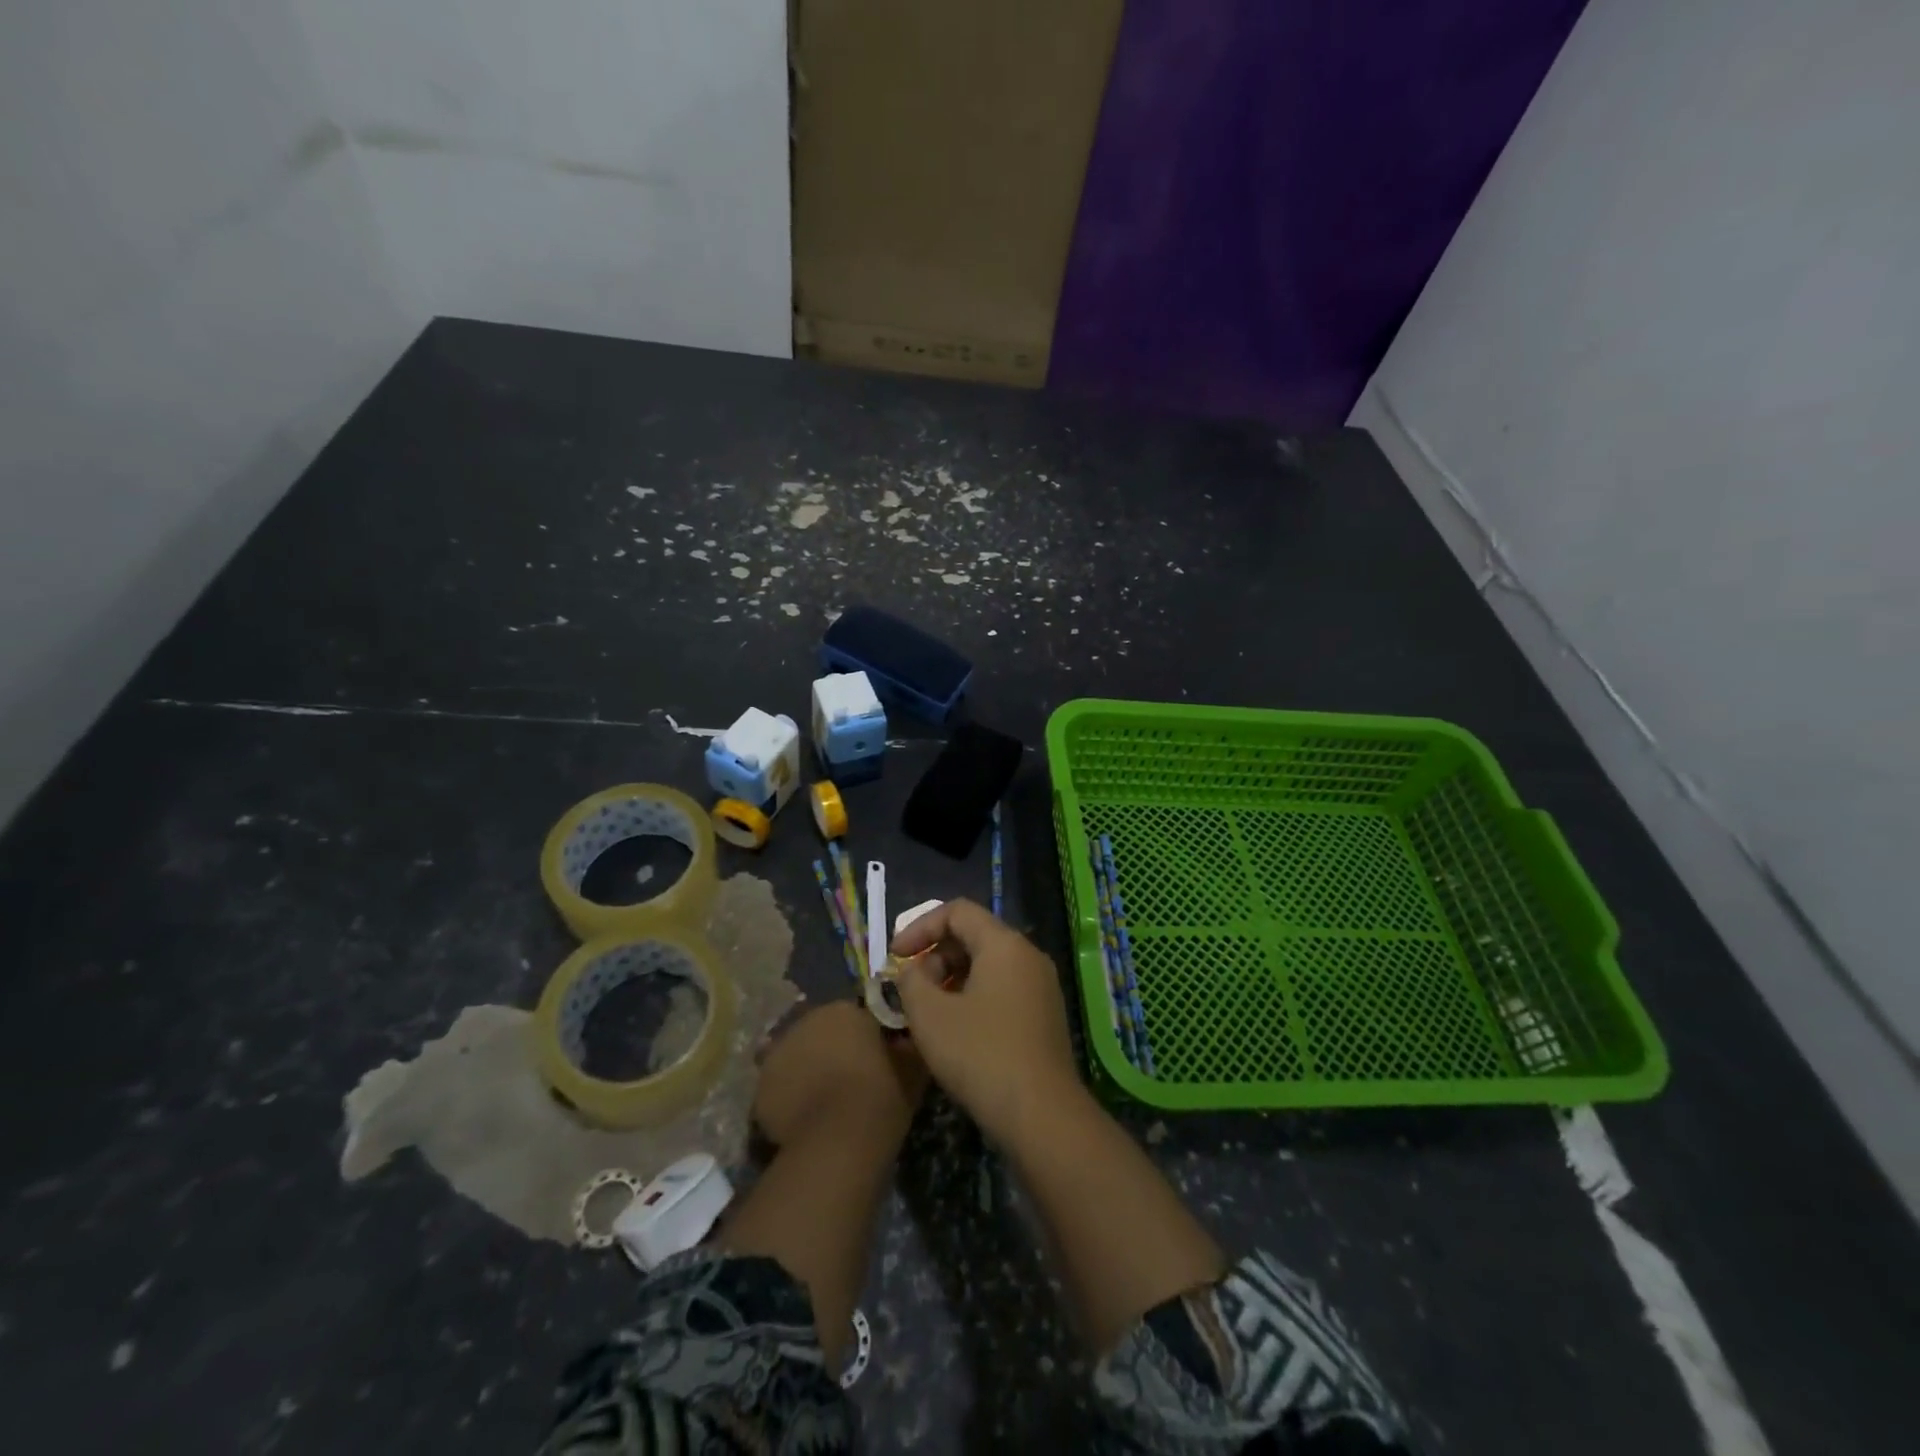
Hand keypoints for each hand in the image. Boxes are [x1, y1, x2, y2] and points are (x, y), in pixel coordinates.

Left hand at [753, 1001, 927, 1148]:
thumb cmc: (882, 1094)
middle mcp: (805, 1021)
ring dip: (806, 1070)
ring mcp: (778, 1053)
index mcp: (843, 1009)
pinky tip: (805, 1119)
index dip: (862, 1035)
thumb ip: (904, 1043)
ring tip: (824, 1101)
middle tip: (847, 1077)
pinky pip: (778, 1087)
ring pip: (795, 1057)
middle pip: (819, 1032)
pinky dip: (789, 1098)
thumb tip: (903, 1039)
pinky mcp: (760, 1087)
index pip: (853, 1014)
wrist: (840, 1139)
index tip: (873, 1056)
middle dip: (829, 1049)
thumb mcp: (911, 1064)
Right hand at [890, 898, 1077, 1141]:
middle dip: (934, 957)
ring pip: (987, 966)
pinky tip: (954, 1033)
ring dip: (951, 981)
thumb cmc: (980, 1054)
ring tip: (927, 1015)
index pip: (957, 911)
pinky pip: (1002, 990)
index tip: (895, 957)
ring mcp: (1041, 986)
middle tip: (910, 991)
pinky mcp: (1044, 1016)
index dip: (920, 927)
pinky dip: (972, 998)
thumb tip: (910, 971)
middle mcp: (1028, 955)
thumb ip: (910, 981)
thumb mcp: (929, 1015)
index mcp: (1004, 944)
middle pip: (973, 936)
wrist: (1041, 1115)